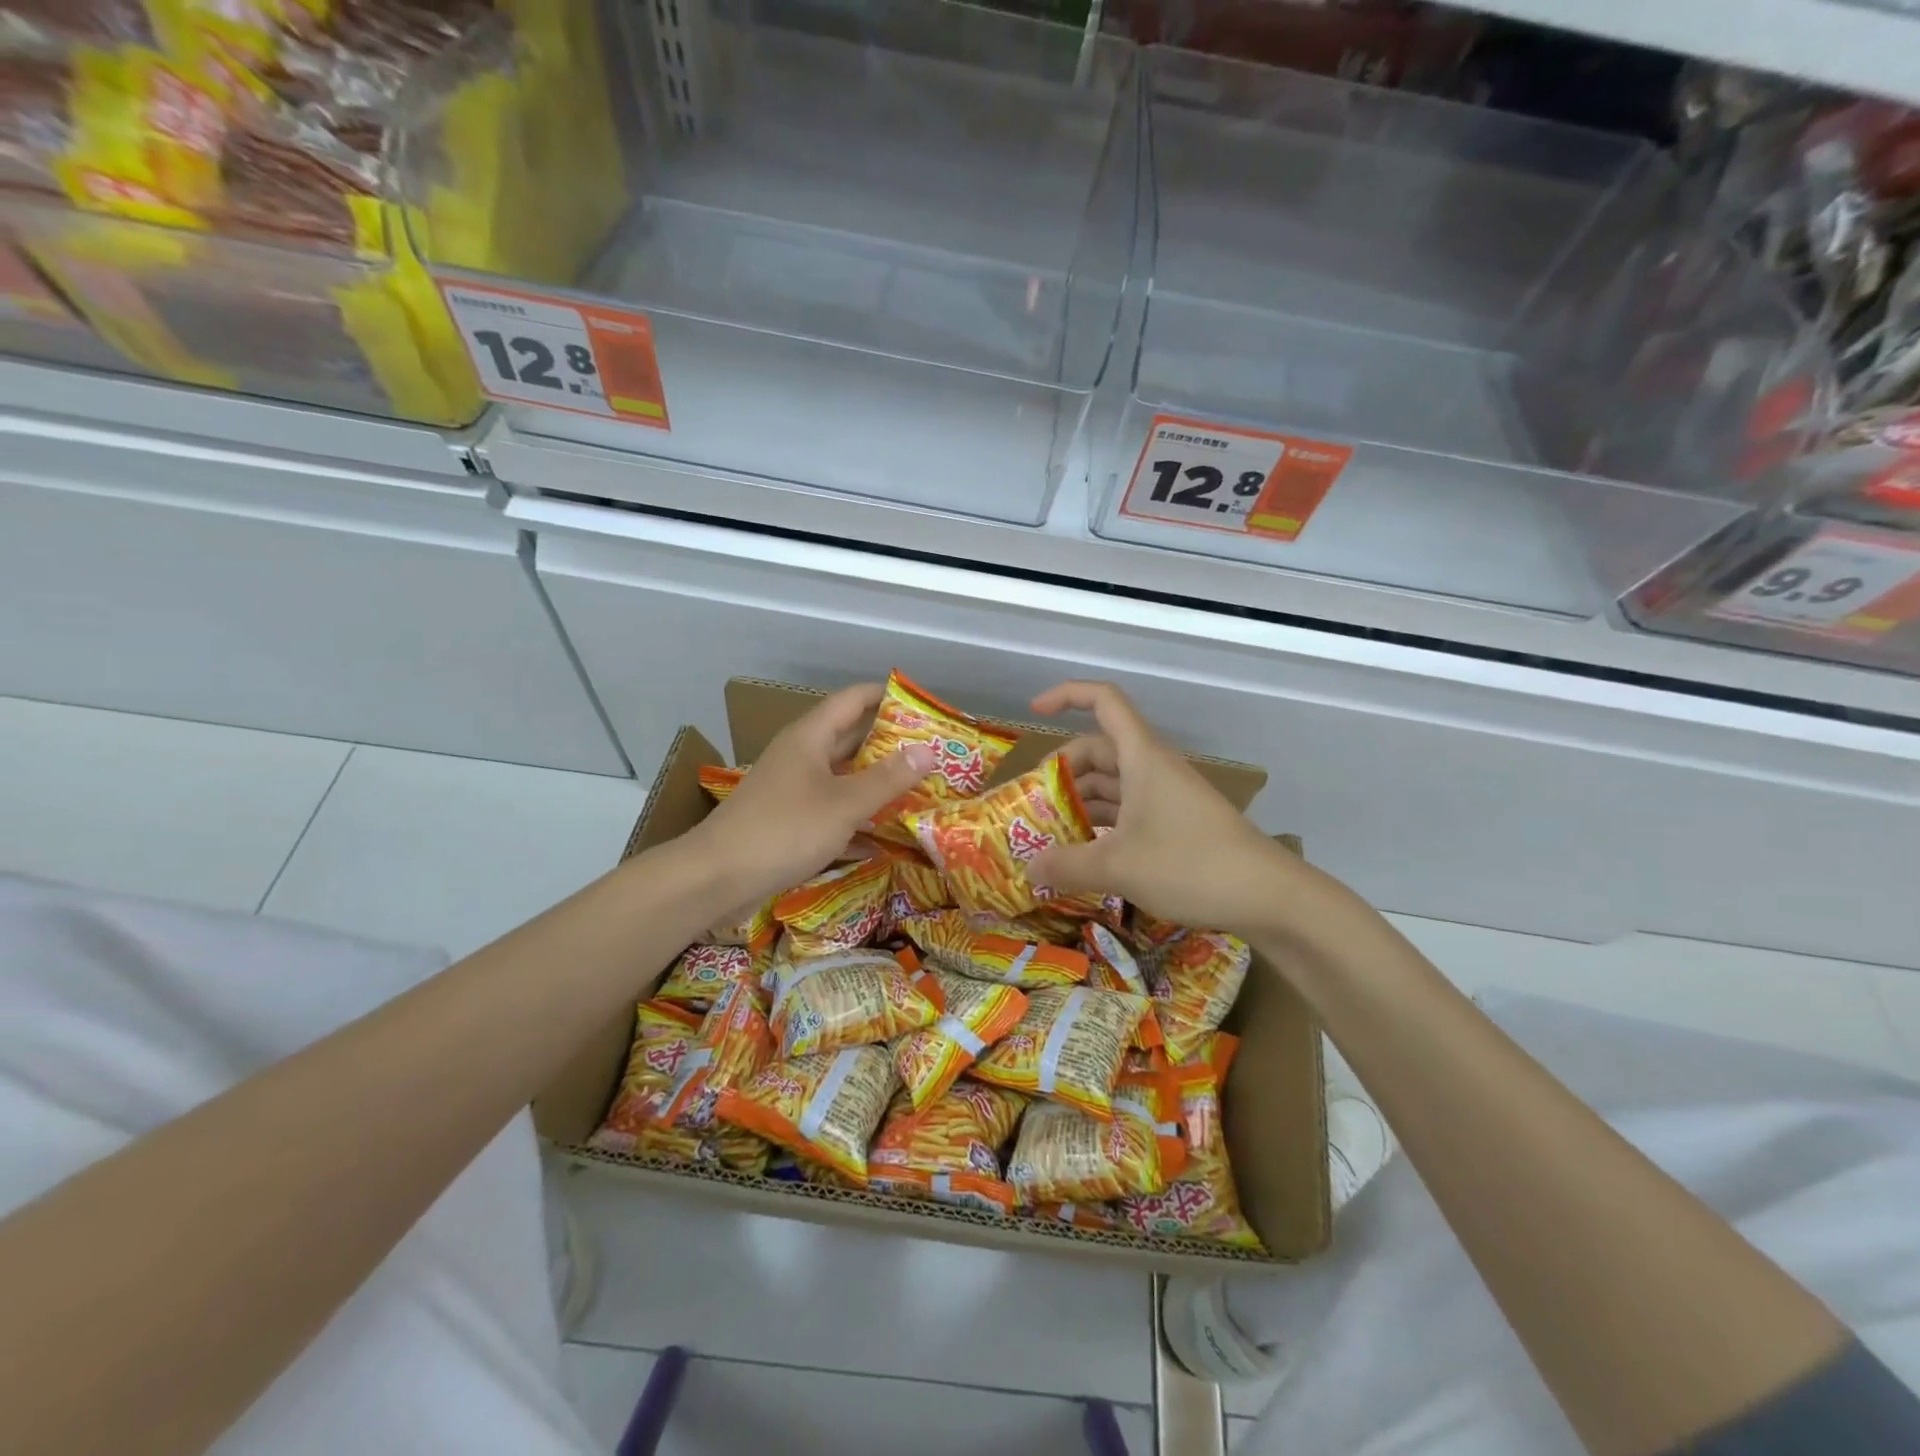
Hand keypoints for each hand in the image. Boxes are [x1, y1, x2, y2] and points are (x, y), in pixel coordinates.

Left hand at [681, 683, 937, 916]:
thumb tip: (929, 751)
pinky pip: (833, 810)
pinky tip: (887, 838)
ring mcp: (794, 790)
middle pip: (851, 738)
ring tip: (920, 790)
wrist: (716, 878)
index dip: (887, 697)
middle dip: (891, 744)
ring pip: (844, 777)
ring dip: (877, 783)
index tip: (924, 706)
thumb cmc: (783, 830)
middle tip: (933, 753)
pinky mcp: (790, 821)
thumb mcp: (844, 804)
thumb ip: (888, 779)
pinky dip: (858, 819)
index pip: (854, 700)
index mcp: (811, 737)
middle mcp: (802, 756)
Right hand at [1028, 681, 1293, 934]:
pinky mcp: (1178, 823)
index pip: (1103, 700)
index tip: (1034, 712)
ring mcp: (1168, 796)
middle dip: (1063, 770)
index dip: (1066, 695)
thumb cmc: (1191, 865)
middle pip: (1099, 748)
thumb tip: (1029, 868)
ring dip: (1081, 801)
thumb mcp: (1118, 867)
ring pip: (1113, 783)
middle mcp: (1153, 768)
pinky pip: (1129, 810)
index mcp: (1141, 757)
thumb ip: (1067, 865)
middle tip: (1034, 803)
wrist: (1269, 896)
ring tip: (1051, 834)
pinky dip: (1102, 823)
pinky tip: (1086, 852)